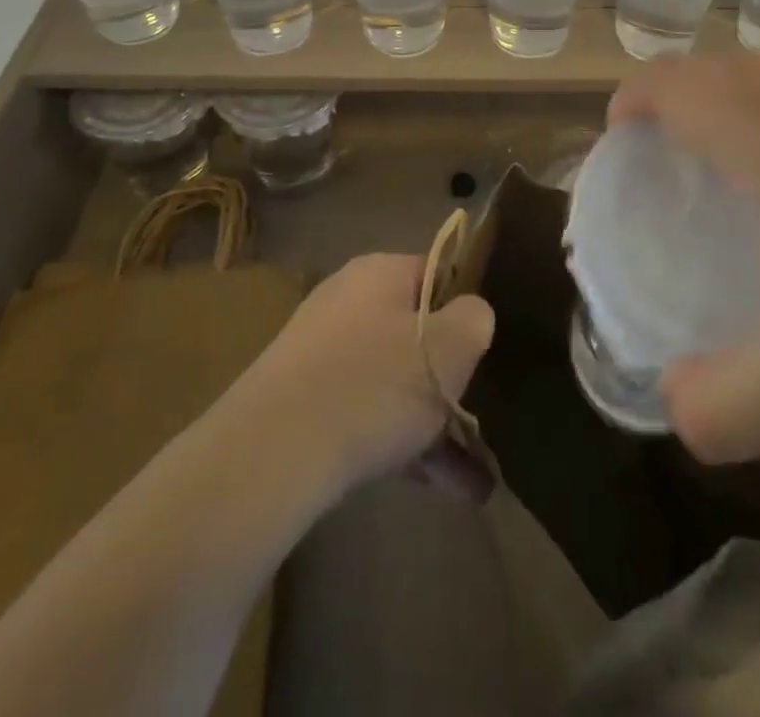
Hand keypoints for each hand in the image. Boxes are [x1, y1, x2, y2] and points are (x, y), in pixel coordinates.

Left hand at [240, 253, 494, 492]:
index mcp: (380, 272)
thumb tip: (472, 314)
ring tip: (475, 480)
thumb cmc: (376, 384)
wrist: (273, 453)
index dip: (467, 307)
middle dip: (451, 378)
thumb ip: (475, 319)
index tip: (486, 348)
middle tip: (480, 414)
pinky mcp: (302, 401)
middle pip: (415, 330)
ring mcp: (321, 352)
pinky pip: (366, 412)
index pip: (437, 273)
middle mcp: (348, 300)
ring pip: (393, 380)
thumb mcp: (450, 347)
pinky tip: (440, 487)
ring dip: (434, 423)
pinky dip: (401, 444)